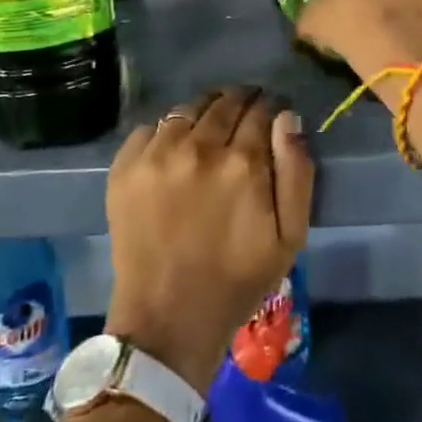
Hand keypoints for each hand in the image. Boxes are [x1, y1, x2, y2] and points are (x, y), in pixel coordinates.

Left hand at [104, 87, 313, 394]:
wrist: (167, 320)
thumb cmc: (237, 280)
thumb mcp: (290, 237)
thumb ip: (296, 171)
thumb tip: (287, 118)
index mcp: (243, 163)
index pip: (262, 109)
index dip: (271, 108)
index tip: (272, 115)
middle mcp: (198, 147)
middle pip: (225, 101)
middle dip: (241, 102)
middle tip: (244, 116)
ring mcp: (157, 154)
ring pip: (188, 108)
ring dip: (205, 112)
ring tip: (209, 128)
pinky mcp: (125, 166)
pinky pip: (151, 127)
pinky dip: (167, 132)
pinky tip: (174, 150)